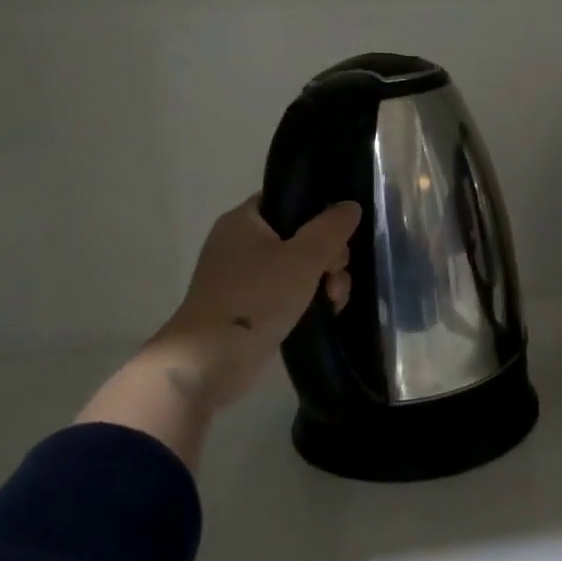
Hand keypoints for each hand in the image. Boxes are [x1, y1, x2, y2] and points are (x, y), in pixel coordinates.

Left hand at [146, 195, 360, 410]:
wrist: (211, 359)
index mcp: (244, 220)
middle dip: (328, 256)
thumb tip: (350, 205)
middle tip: (335, 274)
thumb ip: (332, 228)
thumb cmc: (257, 297)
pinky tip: (326, 313)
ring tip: (334, 301)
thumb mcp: (304, 257)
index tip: (337, 235)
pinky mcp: (249, 308)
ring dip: (324, 280)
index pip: (287, 200)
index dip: (318, 213)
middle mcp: (239, 244)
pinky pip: (286, 292)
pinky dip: (307, 300)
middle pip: (299, 236)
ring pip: (298, 267)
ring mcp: (243, 278)